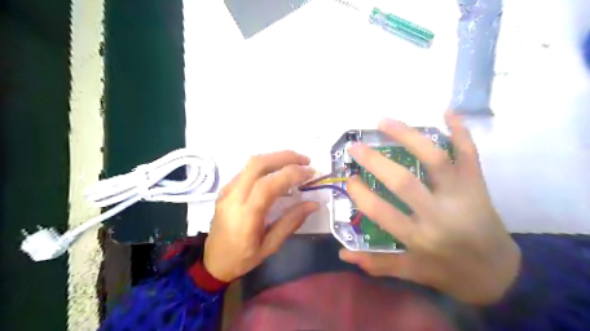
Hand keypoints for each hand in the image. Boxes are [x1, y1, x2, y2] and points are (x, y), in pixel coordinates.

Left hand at [203, 150, 317, 281]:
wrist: (212, 262)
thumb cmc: (242, 258)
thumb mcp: (270, 246)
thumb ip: (291, 222)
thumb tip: (313, 204)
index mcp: (245, 215)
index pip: (268, 185)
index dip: (291, 174)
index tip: (310, 173)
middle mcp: (233, 197)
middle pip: (258, 164)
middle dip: (284, 157)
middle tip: (305, 160)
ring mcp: (227, 190)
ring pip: (251, 163)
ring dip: (276, 158)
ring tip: (295, 163)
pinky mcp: (226, 189)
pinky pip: (247, 170)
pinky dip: (266, 165)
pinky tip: (278, 172)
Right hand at [341, 112, 519, 305]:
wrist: (499, 273)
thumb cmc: (449, 272)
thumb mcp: (412, 272)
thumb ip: (377, 264)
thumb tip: (343, 254)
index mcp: (420, 237)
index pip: (382, 212)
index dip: (361, 194)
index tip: (348, 179)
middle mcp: (440, 214)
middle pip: (404, 181)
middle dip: (374, 161)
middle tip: (355, 147)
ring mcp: (462, 195)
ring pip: (435, 158)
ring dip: (408, 136)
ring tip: (383, 122)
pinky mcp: (478, 184)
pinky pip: (470, 153)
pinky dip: (460, 130)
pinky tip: (446, 111)